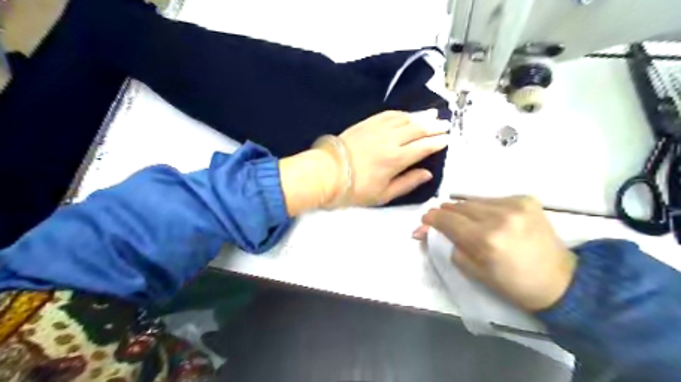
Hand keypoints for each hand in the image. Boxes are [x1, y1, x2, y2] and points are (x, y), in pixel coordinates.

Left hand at [338, 109, 450, 206]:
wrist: (327, 173)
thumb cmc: (356, 189)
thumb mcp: (384, 195)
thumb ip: (408, 183)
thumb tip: (427, 173)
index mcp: (396, 159)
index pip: (423, 147)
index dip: (438, 142)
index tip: (448, 139)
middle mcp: (390, 140)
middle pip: (417, 129)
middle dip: (434, 126)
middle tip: (446, 124)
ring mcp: (378, 128)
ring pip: (405, 118)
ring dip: (421, 115)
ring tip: (433, 113)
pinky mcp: (366, 123)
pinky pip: (388, 114)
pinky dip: (401, 113)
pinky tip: (408, 113)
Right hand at [421, 195, 572, 311]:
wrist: (560, 281)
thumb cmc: (512, 284)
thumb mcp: (473, 271)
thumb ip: (449, 246)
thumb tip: (428, 230)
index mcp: (485, 239)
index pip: (447, 219)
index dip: (432, 218)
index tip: (425, 220)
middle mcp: (499, 216)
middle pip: (458, 206)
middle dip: (446, 213)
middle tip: (442, 221)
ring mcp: (515, 204)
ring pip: (474, 200)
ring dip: (464, 210)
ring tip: (465, 221)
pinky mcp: (526, 199)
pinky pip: (492, 199)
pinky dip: (483, 208)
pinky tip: (488, 219)